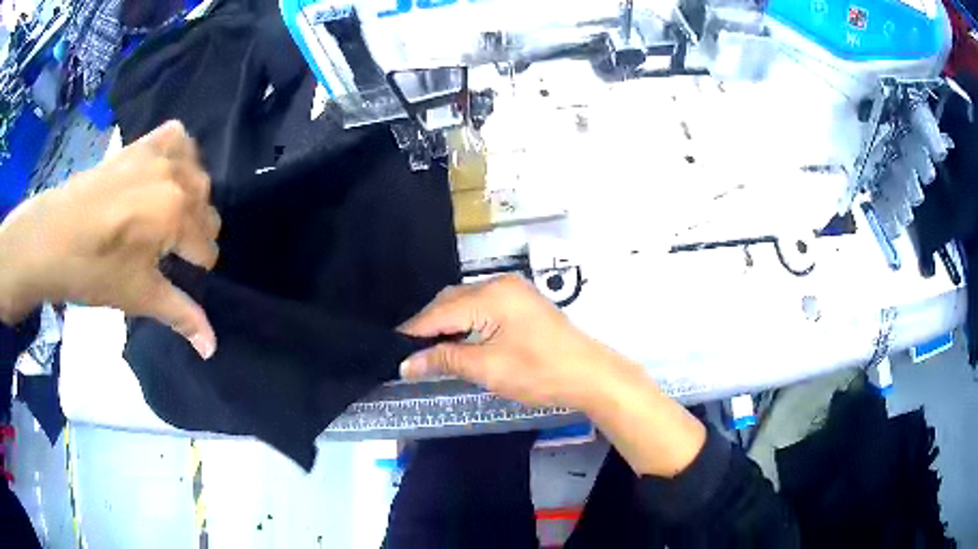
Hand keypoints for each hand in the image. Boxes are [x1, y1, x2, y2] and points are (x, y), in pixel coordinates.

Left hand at [0, 120, 219, 358]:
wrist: (53, 236)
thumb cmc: (94, 270)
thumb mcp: (138, 296)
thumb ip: (181, 315)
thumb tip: (213, 347)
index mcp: (176, 213)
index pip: (208, 247)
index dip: (194, 268)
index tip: (172, 275)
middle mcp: (177, 176)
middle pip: (207, 210)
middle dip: (193, 234)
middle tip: (164, 250)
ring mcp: (159, 153)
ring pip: (198, 176)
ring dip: (189, 198)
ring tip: (165, 215)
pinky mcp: (143, 143)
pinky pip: (179, 139)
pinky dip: (180, 155)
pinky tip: (165, 175)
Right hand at [400, 274, 706, 476]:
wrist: (590, 374)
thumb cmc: (539, 373)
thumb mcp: (487, 368)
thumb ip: (445, 360)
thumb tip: (407, 363)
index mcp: (490, 295)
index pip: (439, 312)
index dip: (414, 331)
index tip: (393, 349)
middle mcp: (500, 284)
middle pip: (452, 300)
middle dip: (430, 325)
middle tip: (410, 351)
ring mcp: (514, 291)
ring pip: (467, 302)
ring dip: (448, 322)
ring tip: (430, 348)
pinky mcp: (523, 302)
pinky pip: (483, 306)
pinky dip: (467, 321)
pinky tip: (459, 338)